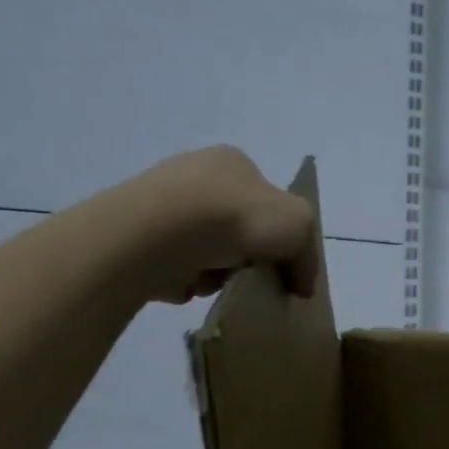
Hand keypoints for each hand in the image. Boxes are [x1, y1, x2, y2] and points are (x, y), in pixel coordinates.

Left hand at [128, 146, 319, 303]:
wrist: (161, 233)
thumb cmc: (235, 216)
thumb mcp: (299, 225)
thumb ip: (308, 254)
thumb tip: (302, 286)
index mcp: (233, 162)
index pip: (267, 199)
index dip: (280, 233)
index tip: (283, 263)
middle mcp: (196, 175)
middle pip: (237, 226)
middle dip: (248, 254)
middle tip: (256, 277)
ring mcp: (163, 204)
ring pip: (209, 248)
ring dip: (220, 270)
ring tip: (222, 283)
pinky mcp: (141, 237)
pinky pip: (179, 265)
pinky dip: (191, 280)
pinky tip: (193, 284)